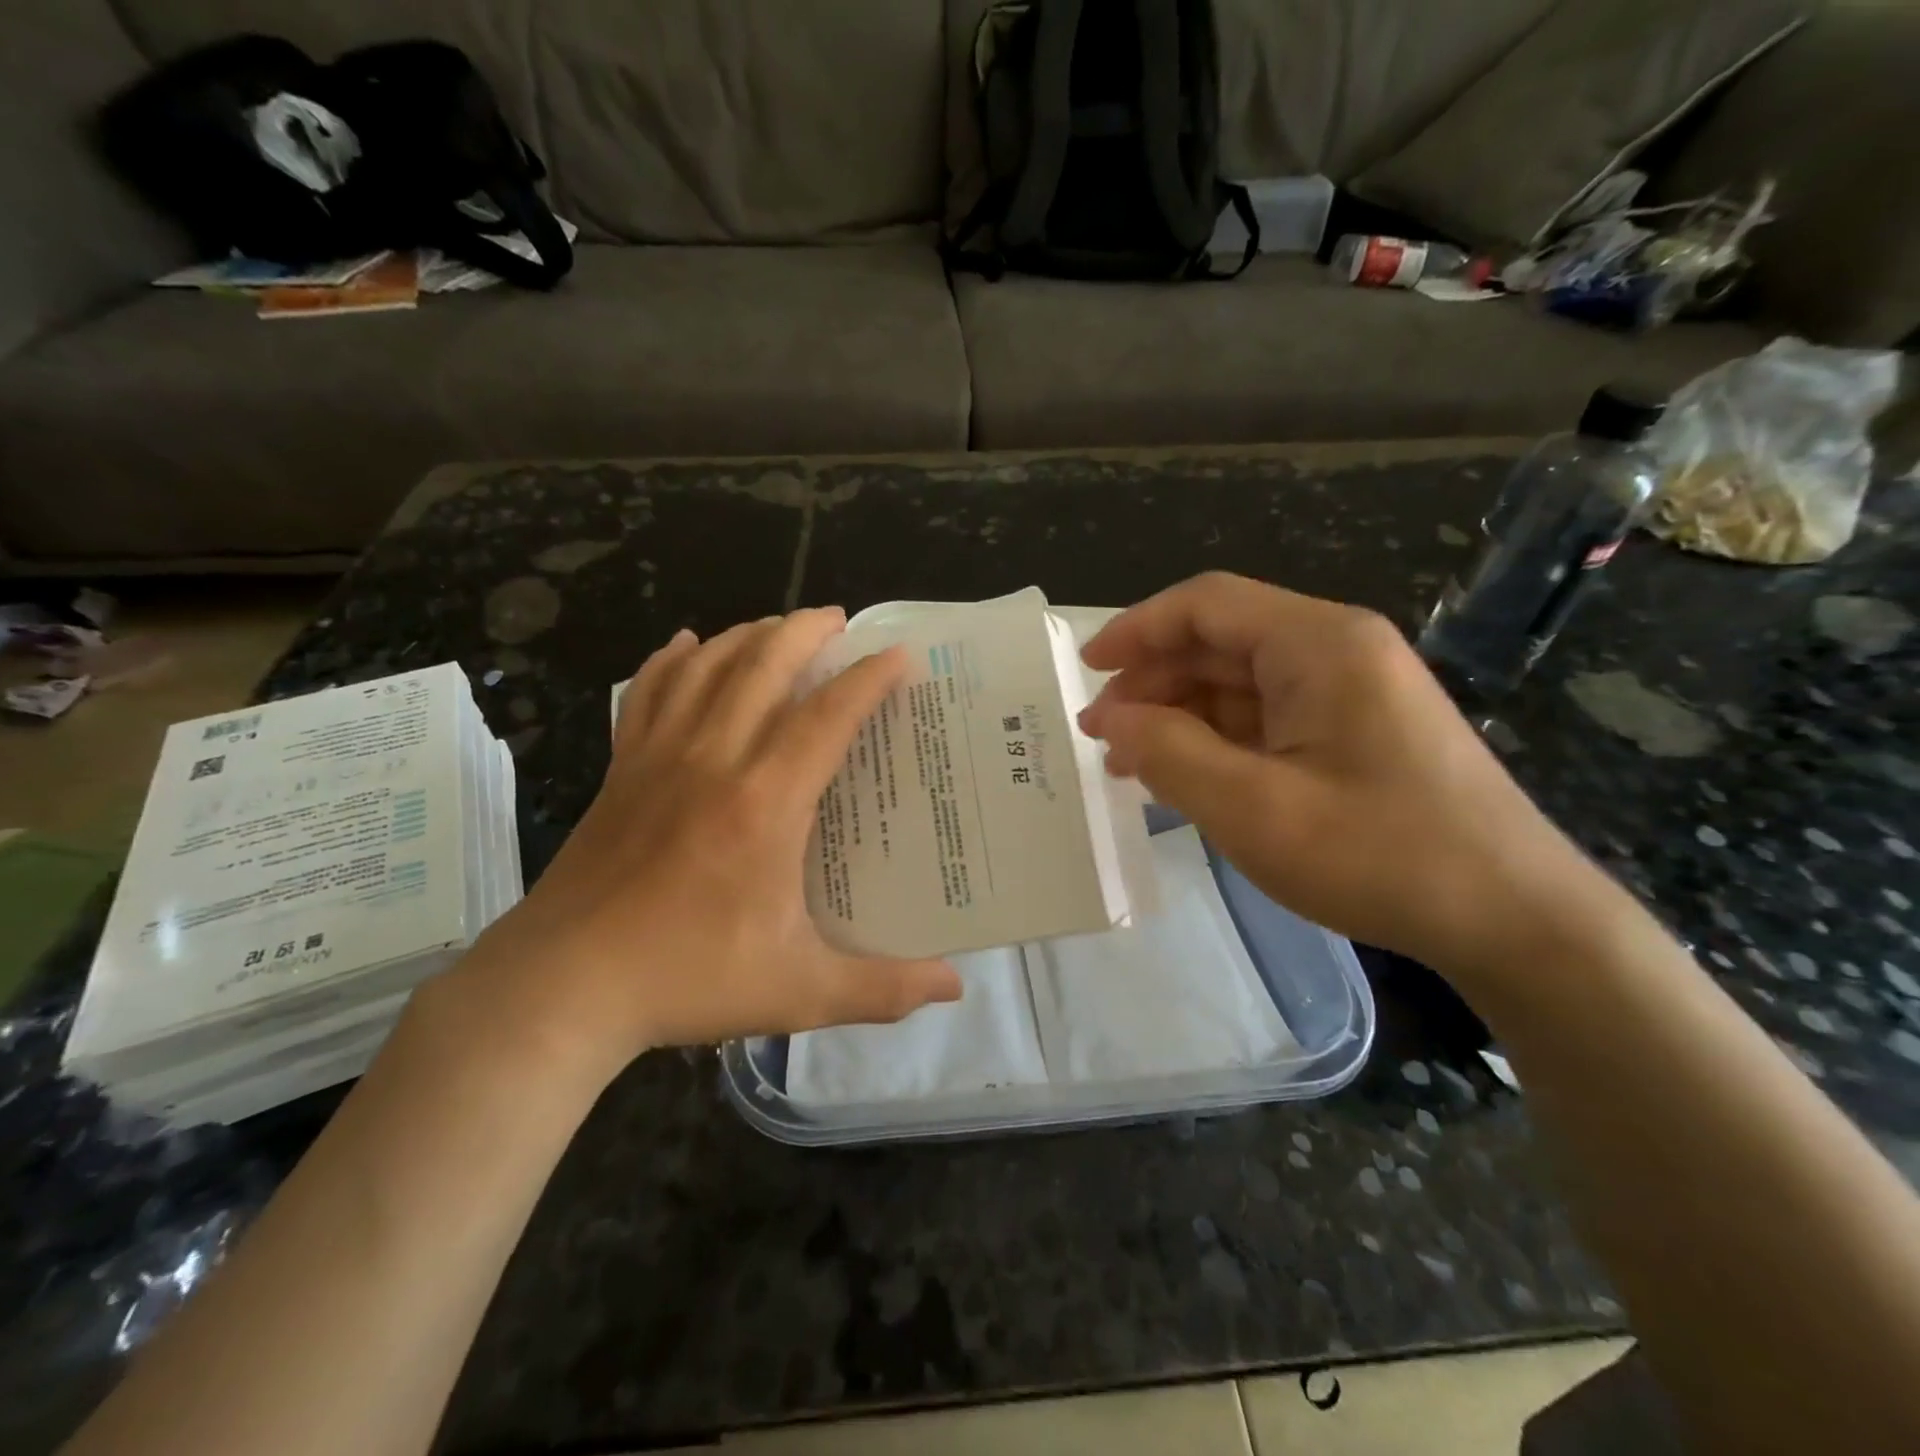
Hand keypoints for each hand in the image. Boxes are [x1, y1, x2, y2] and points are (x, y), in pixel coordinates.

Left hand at [440, 609, 961, 1080]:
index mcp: (764, 803)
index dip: (868, 678)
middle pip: (762, 667)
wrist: (561, 987)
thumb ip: (882, 988)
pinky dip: (671, 661)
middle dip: (805, 631)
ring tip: (779, 628)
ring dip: (747, 636)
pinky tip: (688, 645)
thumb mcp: (798, 992)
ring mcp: (658, 759)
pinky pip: (647, 693)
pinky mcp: (621, 770)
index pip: (826, 716)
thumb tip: (956, 988)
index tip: (898, 655)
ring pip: (705, 668)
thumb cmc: (686, 980)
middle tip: (838, 620)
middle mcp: (713, 761)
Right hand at [1078, 573, 1614, 979]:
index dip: (1137, 628)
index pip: (1206, 604)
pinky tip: (1185, 776)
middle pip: (1221, 642)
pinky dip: (1218, 739)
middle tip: (1102, 732)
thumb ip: (1167, 751)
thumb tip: (1108, 715)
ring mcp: (1351, 692)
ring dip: (1180, 714)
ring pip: (1240, 682)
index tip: (1087, 670)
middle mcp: (1336, 650)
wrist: (1514, 919)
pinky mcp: (1356, 731)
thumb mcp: (1252, 808)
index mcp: (1318, 644)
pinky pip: (1268, 717)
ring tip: (1130, 762)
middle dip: (1153, 681)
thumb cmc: (1380, 855)